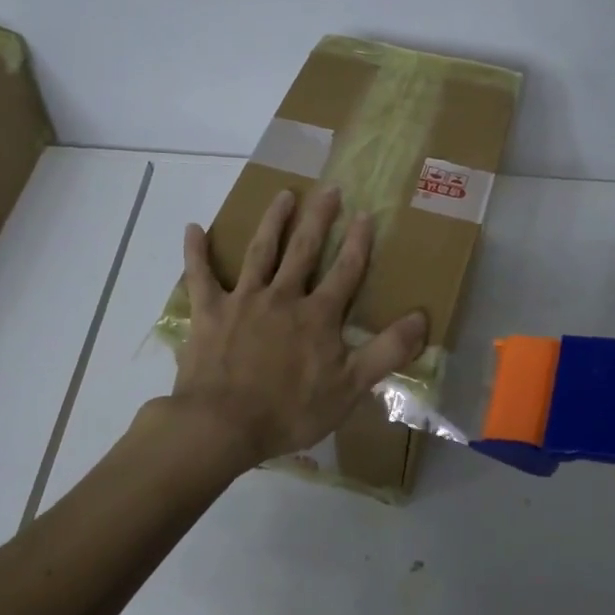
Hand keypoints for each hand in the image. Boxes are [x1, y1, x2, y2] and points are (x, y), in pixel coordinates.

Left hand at [171, 185, 427, 470]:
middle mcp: (282, 297)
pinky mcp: (209, 312)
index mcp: (317, 315)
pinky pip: (200, 275)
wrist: (222, 425)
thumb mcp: (349, 388)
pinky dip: (196, 252)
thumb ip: (386, 351)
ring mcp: (243, 300)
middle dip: (318, 218)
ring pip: (260, 252)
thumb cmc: (290, 411)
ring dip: (273, 222)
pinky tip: (193, 228)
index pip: (345, 272)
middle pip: (304, 250)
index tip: (365, 214)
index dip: (357, 243)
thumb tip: (422, 318)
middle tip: (328, 188)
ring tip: (283, 194)